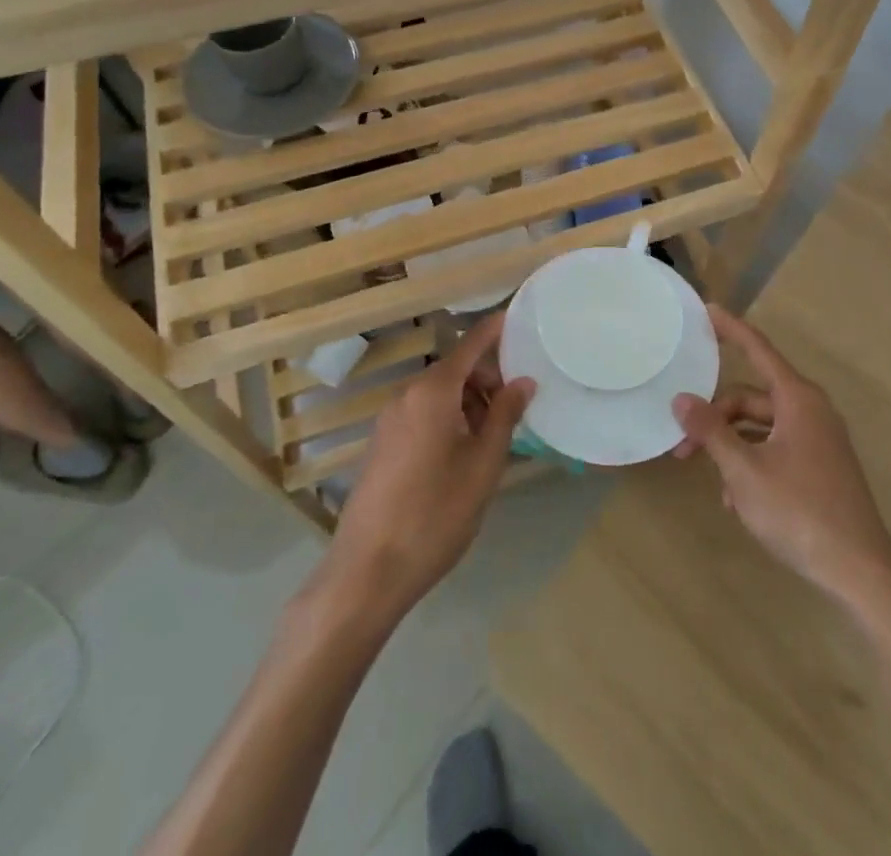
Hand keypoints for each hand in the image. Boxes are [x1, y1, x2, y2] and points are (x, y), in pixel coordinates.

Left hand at [320, 313, 533, 619]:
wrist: (367, 571)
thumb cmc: (435, 514)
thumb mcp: (483, 465)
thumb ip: (504, 416)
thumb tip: (523, 381)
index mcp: (432, 392)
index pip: (470, 344)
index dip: (495, 329)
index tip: (520, 318)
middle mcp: (407, 395)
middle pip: (455, 369)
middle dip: (487, 379)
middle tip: (516, 409)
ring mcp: (389, 419)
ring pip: (439, 393)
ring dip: (469, 402)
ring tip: (493, 438)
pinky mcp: (382, 443)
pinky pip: (422, 413)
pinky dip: (448, 418)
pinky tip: (463, 454)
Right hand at [673, 306, 890, 609]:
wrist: (862, 575)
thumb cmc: (800, 512)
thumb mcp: (744, 471)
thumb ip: (711, 431)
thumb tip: (681, 399)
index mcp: (797, 399)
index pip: (757, 348)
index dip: (730, 328)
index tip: (706, 308)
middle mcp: (811, 411)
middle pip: (751, 397)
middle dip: (715, 417)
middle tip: (682, 447)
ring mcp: (819, 440)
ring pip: (761, 427)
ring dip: (732, 447)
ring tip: (714, 485)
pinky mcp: (821, 467)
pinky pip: (777, 449)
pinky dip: (753, 463)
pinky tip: (739, 501)